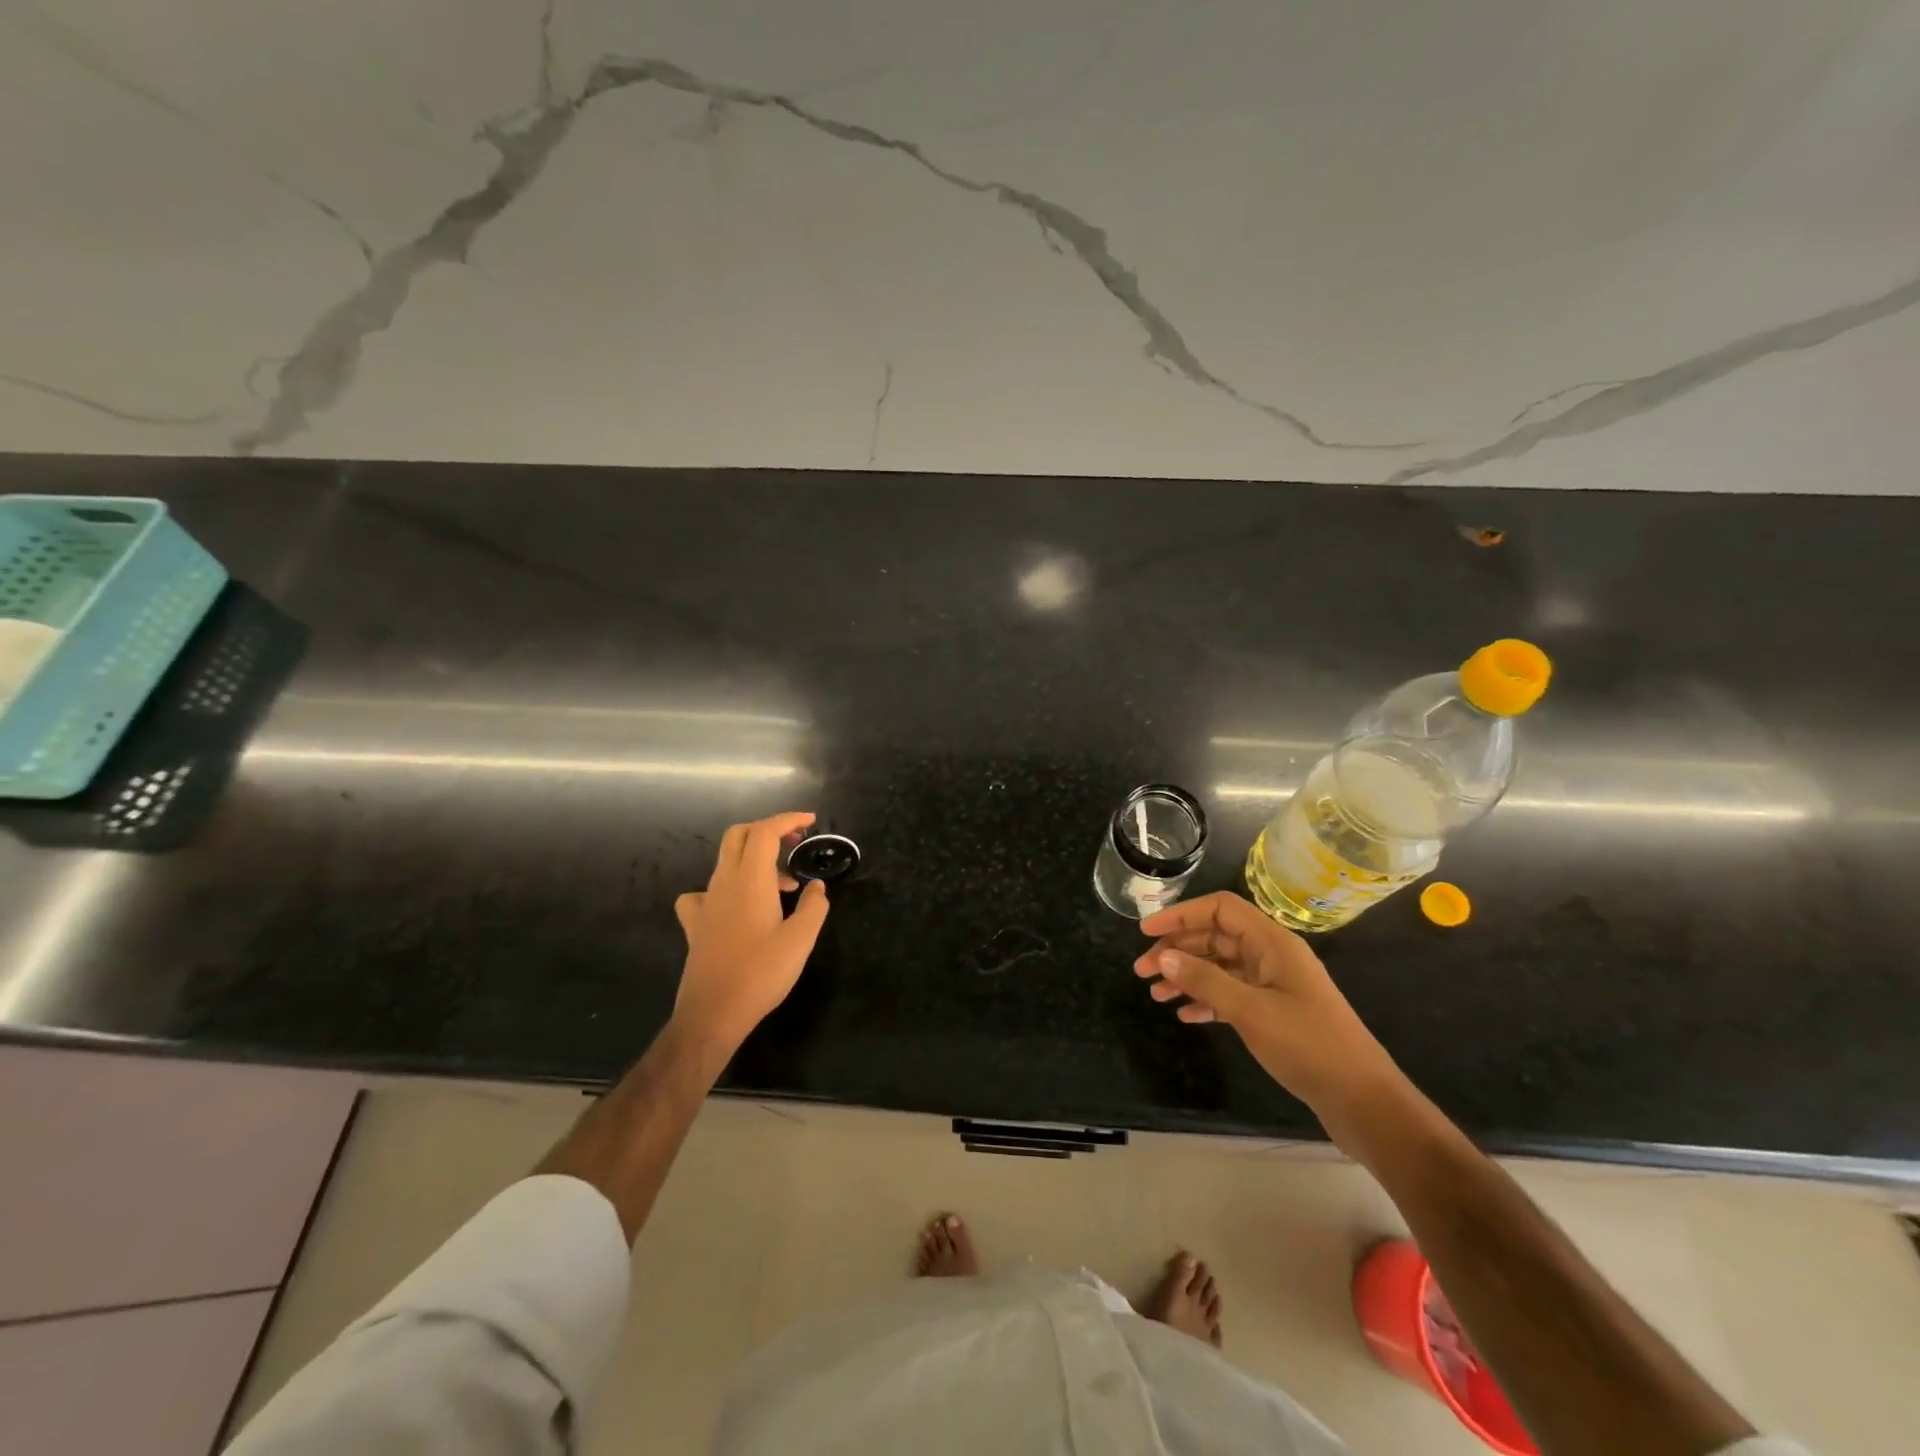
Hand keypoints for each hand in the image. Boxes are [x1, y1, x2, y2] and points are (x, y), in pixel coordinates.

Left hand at [672, 812, 829, 1052]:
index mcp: (750, 879)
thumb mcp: (801, 939)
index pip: (765, 831)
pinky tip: (735, 905)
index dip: (787, 820)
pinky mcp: (696, 924)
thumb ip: (814, 906)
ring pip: (725, 861)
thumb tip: (817, 887)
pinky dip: (724, 887)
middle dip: (768, 830)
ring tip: (783, 884)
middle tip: (795, 843)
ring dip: (754, 859)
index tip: (810, 821)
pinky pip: (703, 892)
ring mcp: (706, 903)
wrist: (713, 1013)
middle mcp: (723, 882)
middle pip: (739, 835)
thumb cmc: (761, 973)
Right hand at [1134, 892, 1404, 1126]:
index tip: (1146, 932)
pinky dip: (1206, 999)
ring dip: (1187, 976)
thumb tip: (1163, 957)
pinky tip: (1185, 1015)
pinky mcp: (1276, 1013)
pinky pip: (1232, 994)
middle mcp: (1272, 955)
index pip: (1220, 909)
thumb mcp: (1251, 1011)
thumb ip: (1205, 980)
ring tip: (1155, 995)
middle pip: (1216, 937)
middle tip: (1142, 970)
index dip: (1181, 914)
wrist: (1364, 1101)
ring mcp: (1275, 985)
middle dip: (1177, 949)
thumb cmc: (1309, 1046)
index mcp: (1272, 942)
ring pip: (1221, 967)